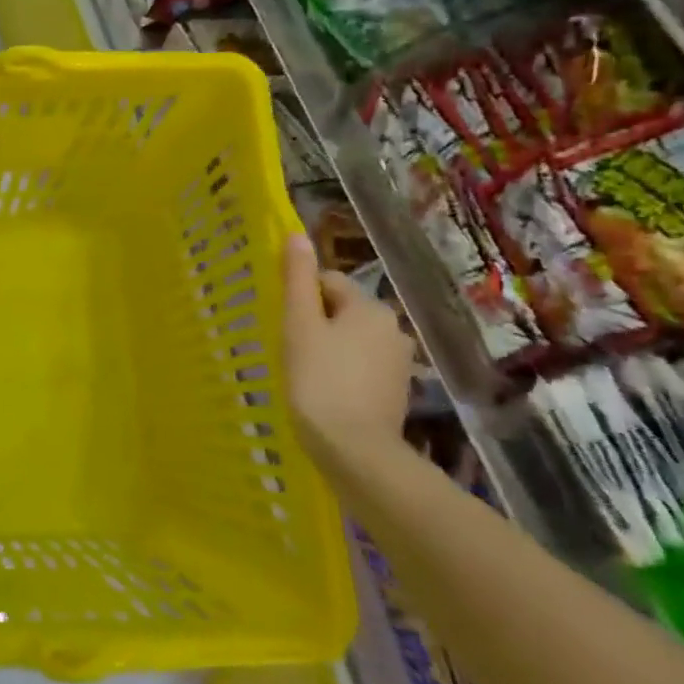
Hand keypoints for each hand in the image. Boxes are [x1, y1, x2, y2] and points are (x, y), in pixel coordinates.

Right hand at [281, 233, 413, 467]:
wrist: (354, 449)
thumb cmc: (318, 380)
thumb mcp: (299, 325)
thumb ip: (298, 279)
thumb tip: (296, 235)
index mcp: (369, 308)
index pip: (328, 283)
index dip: (301, 300)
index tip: (284, 325)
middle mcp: (392, 328)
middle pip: (342, 311)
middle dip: (316, 324)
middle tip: (291, 350)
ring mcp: (398, 362)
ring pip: (351, 340)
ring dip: (329, 349)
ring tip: (306, 374)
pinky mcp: (396, 391)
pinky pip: (361, 367)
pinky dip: (343, 373)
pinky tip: (325, 392)